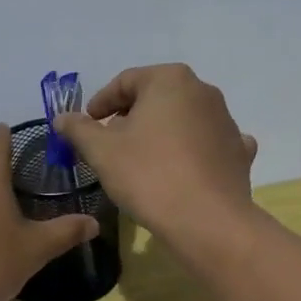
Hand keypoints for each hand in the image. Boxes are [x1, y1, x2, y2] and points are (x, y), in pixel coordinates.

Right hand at [51, 64, 257, 238]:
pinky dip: (192, 151)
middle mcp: (203, 91)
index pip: (126, 81)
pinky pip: (208, 144)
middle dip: (131, 117)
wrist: (207, 221)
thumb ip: (79, 129)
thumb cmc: (149, 175)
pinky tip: (182, 169)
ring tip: (141, 161)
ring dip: (160, 133)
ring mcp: (226, 121)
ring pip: (183, 120)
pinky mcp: (238, 151)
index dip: (101, 102)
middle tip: (110, 144)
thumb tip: (62, 118)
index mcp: (170, 80)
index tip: (87, 125)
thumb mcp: (102, 151)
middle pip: (156, 98)